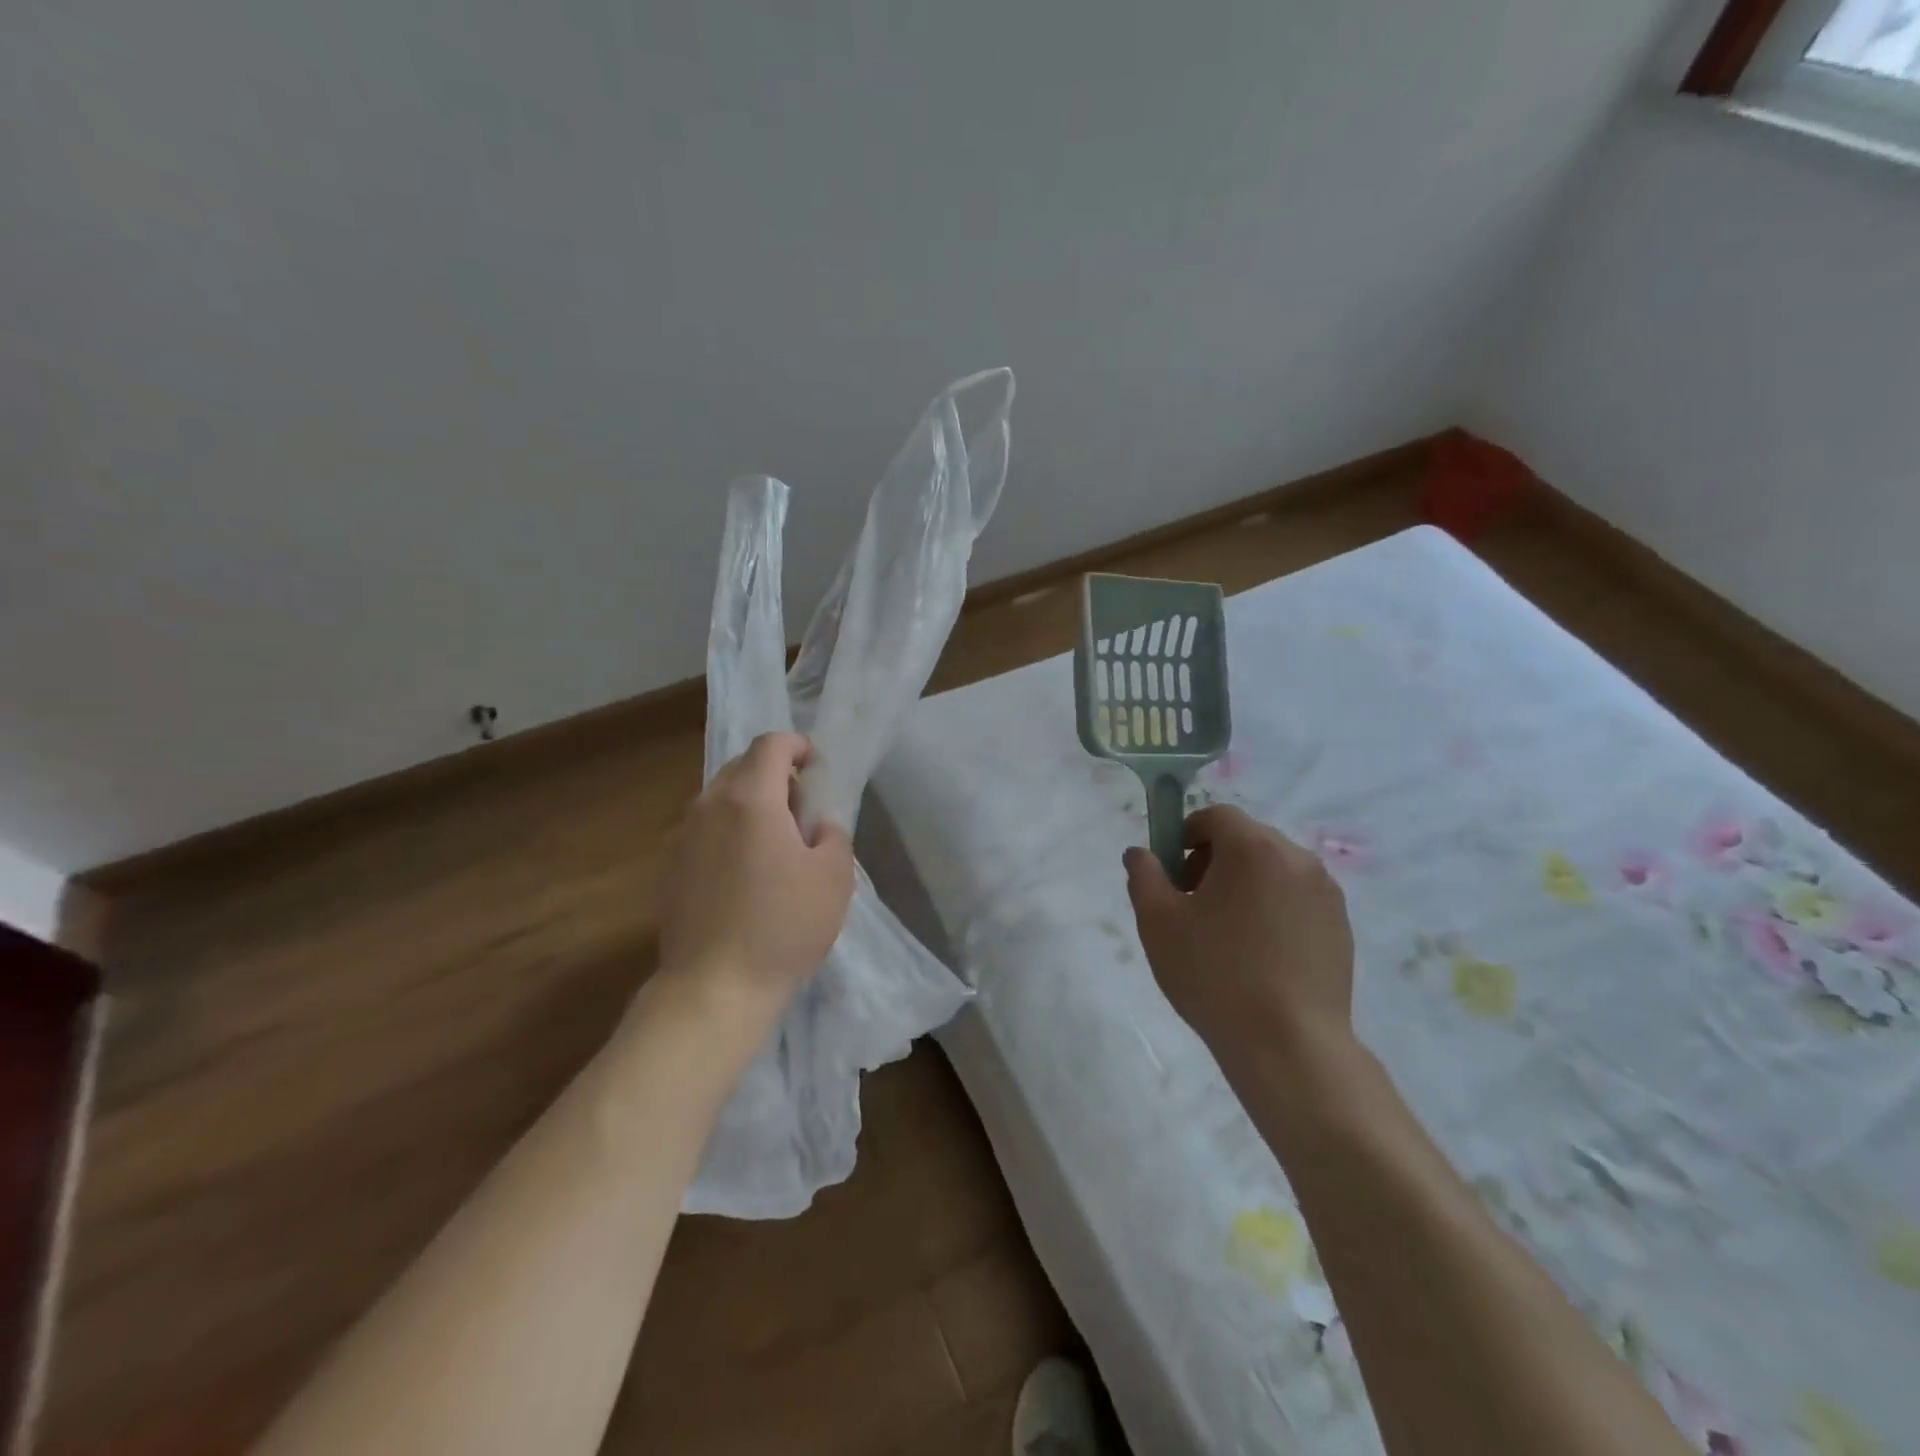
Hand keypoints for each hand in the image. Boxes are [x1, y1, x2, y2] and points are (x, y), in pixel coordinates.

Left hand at [657, 733, 855, 1016]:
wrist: (714, 988)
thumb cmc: (783, 926)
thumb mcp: (835, 876)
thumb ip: (832, 832)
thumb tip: (816, 822)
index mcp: (751, 798)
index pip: (771, 744)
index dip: (798, 746)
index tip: (817, 770)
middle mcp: (709, 805)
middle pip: (742, 766)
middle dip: (775, 775)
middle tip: (802, 812)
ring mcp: (683, 835)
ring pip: (721, 797)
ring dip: (751, 804)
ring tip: (775, 846)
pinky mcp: (670, 866)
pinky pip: (705, 828)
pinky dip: (729, 831)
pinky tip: (745, 875)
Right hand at [1124, 805, 1356, 1075]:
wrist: (1289, 1046)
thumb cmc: (1215, 974)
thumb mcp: (1158, 922)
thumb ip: (1144, 875)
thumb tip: (1140, 853)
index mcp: (1254, 848)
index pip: (1216, 816)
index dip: (1186, 835)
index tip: (1172, 875)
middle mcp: (1298, 859)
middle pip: (1247, 839)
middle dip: (1213, 861)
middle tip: (1192, 906)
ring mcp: (1326, 894)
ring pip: (1273, 869)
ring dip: (1245, 885)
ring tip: (1226, 935)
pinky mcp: (1341, 928)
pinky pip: (1297, 899)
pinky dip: (1273, 909)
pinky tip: (1259, 955)